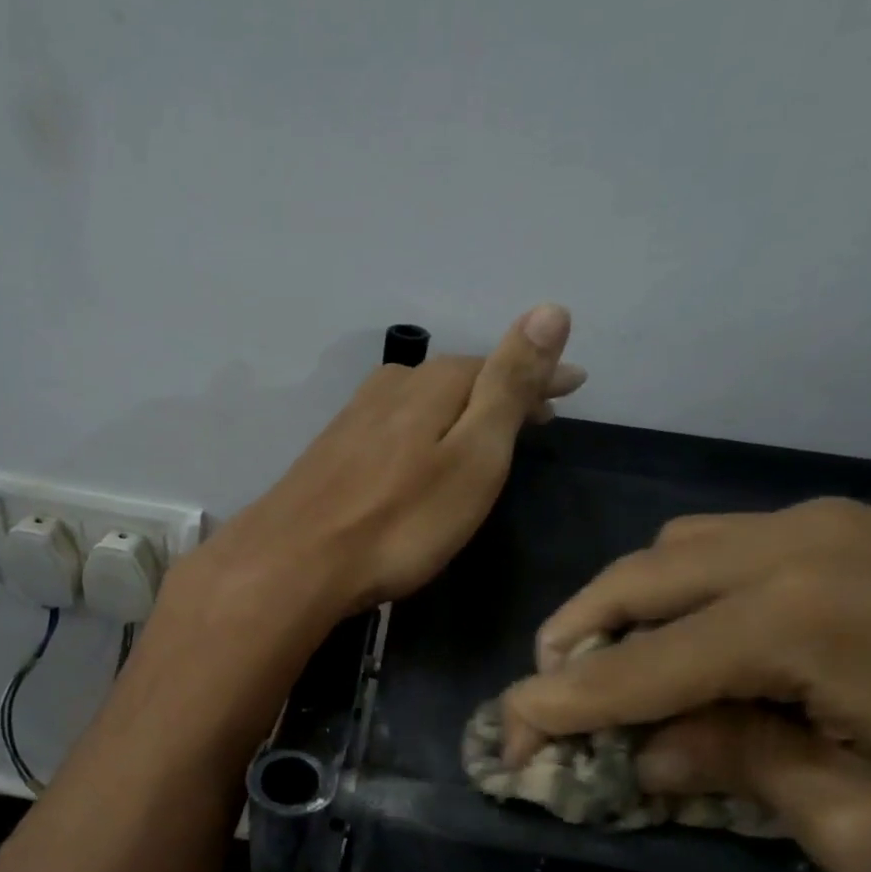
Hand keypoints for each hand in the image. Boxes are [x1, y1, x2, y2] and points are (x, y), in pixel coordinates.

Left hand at [184, 303, 582, 620]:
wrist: (297, 563)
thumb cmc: (401, 521)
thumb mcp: (473, 456)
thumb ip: (508, 386)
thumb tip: (551, 309)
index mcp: (433, 384)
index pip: (500, 366)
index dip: (540, 377)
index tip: (574, 386)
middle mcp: (391, 388)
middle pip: (460, 380)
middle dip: (501, 391)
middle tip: (538, 411)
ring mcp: (354, 419)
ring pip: (423, 402)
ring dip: (460, 410)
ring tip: (485, 429)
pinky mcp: (331, 452)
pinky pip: (394, 426)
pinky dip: (423, 430)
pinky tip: (421, 451)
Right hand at [502, 498, 870, 871]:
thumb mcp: (867, 833)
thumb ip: (734, 772)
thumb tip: (648, 747)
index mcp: (794, 623)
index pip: (635, 669)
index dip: (558, 706)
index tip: (505, 733)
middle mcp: (792, 548)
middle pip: (632, 583)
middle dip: (573, 641)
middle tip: (549, 698)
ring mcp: (824, 525)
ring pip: (671, 551)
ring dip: (623, 608)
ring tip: (617, 669)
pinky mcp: (854, 527)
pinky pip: (723, 543)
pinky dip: (679, 587)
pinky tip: (698, 636)